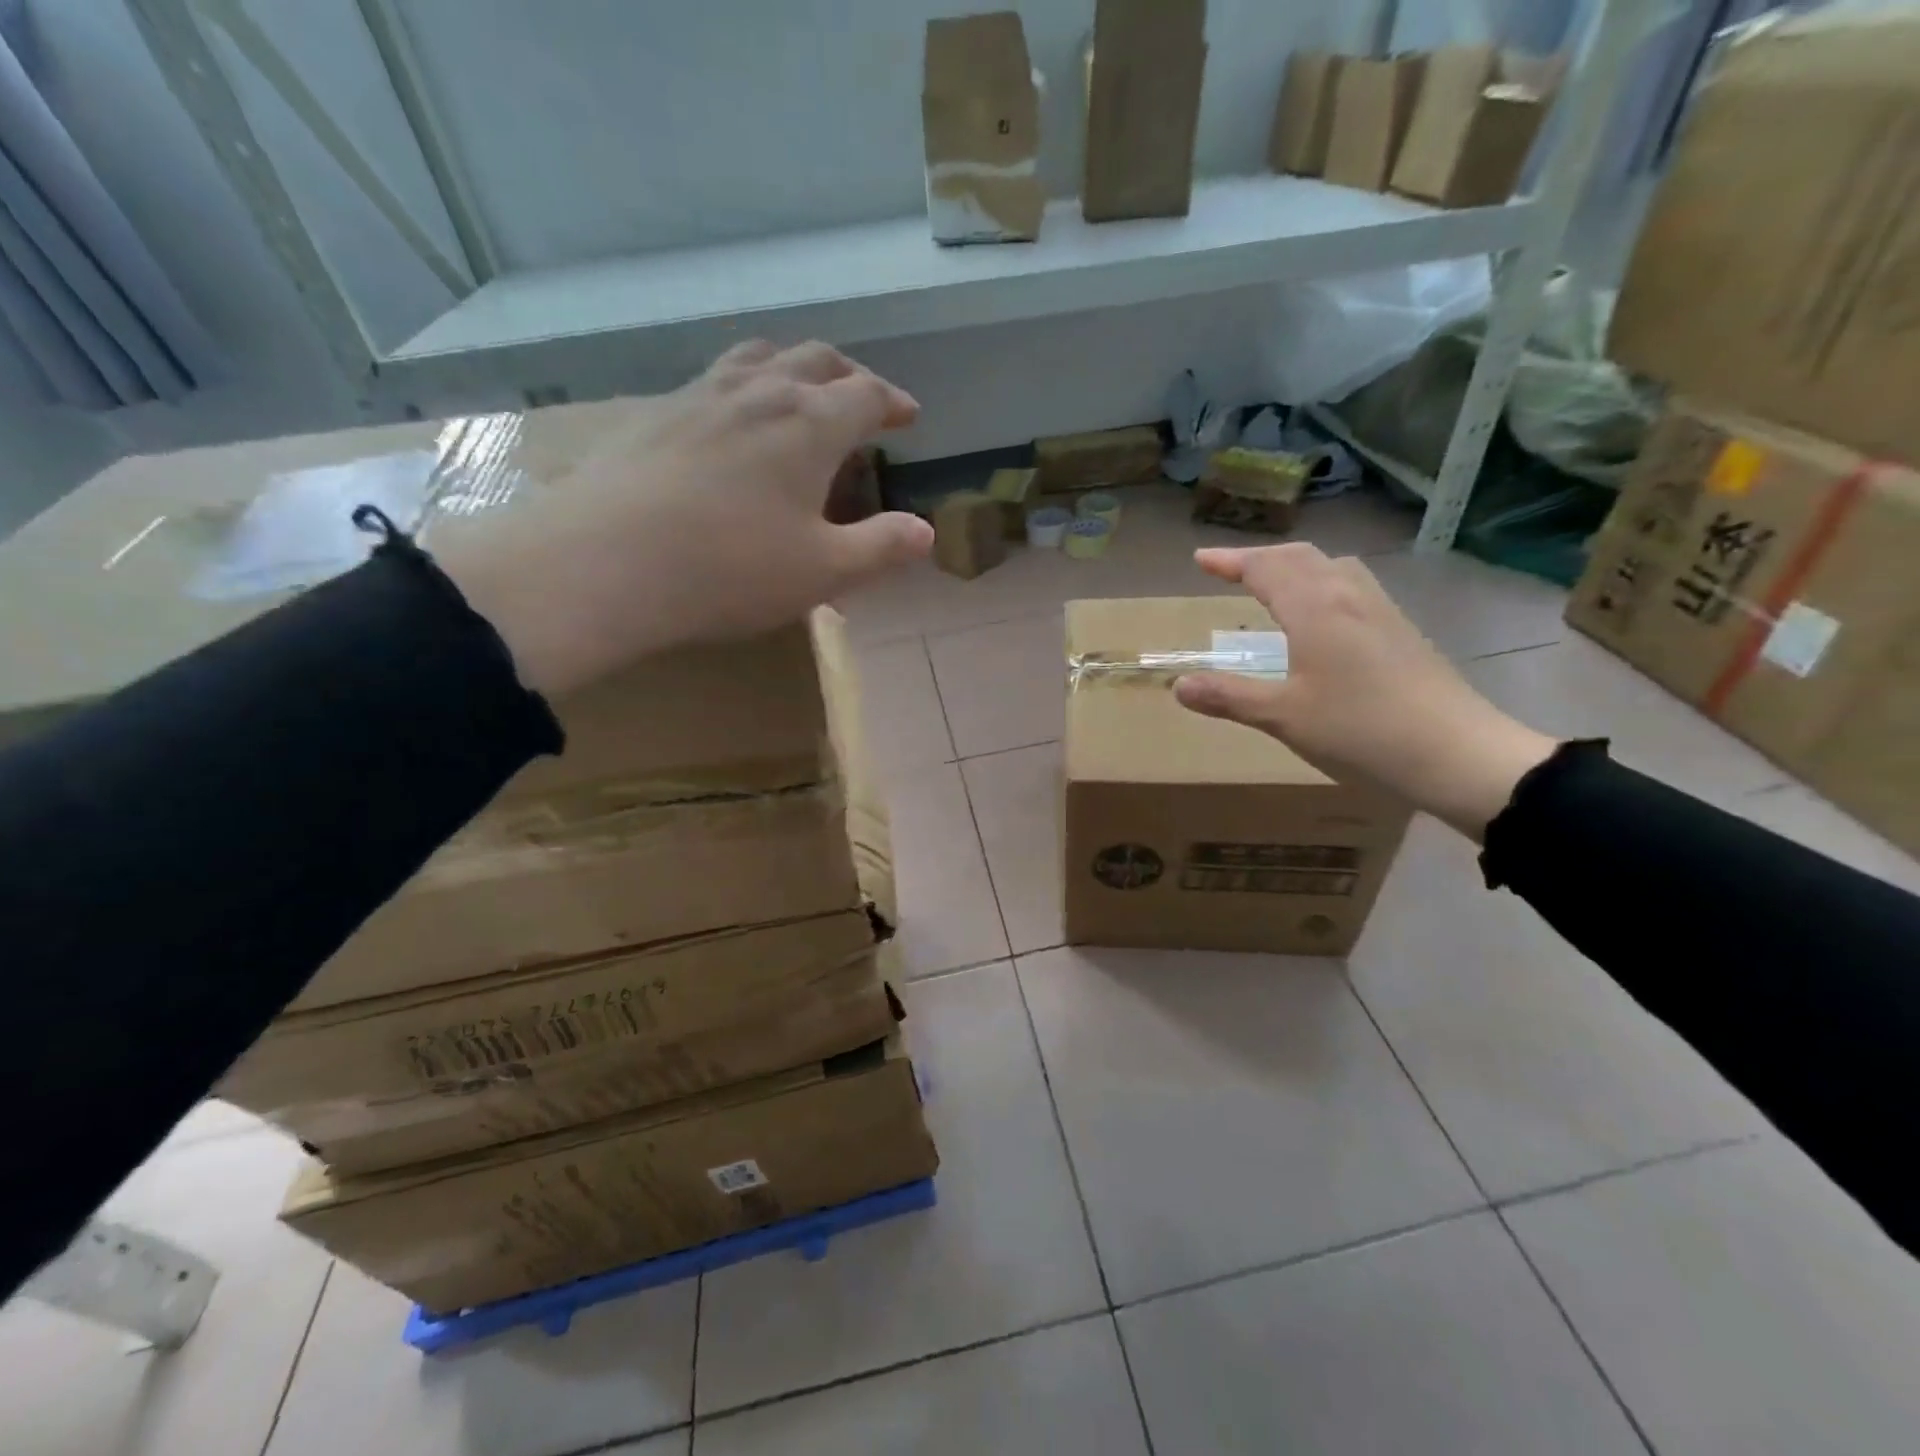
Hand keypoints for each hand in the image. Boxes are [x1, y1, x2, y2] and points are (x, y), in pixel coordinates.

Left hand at [439, 341, 933, 695]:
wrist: (604, 563)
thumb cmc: (730, 569)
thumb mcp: (823, 571)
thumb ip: (880, 548)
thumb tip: (925, 532)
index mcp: (810, 424)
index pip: (865, 394)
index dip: (892, 403)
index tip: (907, 417)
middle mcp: (759, 392)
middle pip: (815, 360)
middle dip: (848, 376)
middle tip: (862, 399)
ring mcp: (699, 395)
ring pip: (758, 358)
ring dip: (791, 367)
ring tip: (798, 392)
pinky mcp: (653, 414)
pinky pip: (711, 381)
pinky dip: (741, 388)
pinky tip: (729, 423)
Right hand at [1172, 543, 1556, 839]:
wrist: (1456, 753)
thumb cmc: (1360, 730)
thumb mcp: (1282, 717)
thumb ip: (1229, 697)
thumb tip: (1179, 686)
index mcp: (1315, 608)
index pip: (1265, 568)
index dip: (1230, 561)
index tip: (1200, 558)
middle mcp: (1348, 596)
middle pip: (1300, 557)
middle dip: (1260, 557)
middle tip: (1229, 568)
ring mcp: (1381, 610)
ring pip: (1331, 567)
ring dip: (1295, 565)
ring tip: (1273, 580)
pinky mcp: (1401, 630)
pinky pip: (1352, 585)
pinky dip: (1322, 582)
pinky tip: (1323, 612)